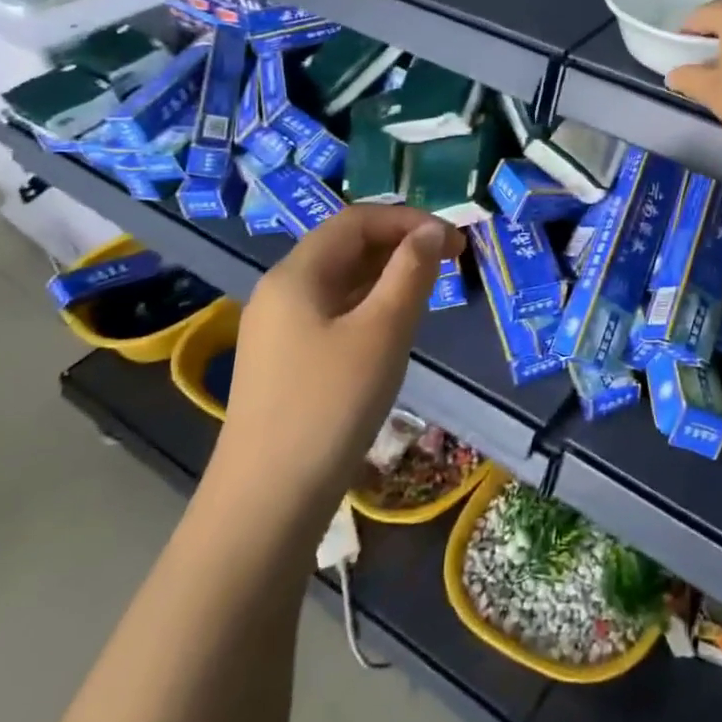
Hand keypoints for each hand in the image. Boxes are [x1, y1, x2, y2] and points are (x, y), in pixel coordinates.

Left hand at [204, 204, 463, 528]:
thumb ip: (410, 272)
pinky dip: (369, 304)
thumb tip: (430, 232)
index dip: (408, 220)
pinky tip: (393, 327)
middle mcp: (281, 291)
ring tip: (429, 289)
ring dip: (387, 274)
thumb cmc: (331, 404)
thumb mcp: (383, 331)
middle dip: (400, 244)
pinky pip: (332, 311)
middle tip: (450, 261)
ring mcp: (278, 328)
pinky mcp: (284, 360)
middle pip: (345, 246)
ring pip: (340, 280)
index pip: (356, 220)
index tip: (454, 241)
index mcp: (297, 273)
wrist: (267, 501)